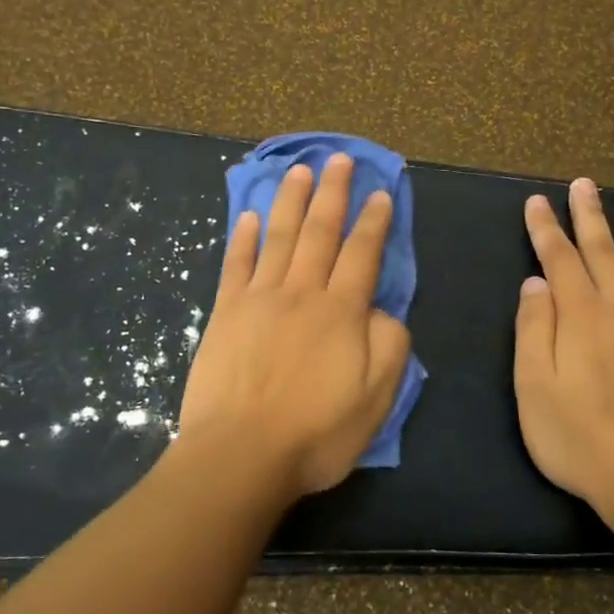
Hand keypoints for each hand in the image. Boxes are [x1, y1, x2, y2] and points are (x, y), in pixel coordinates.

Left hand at [177, 154, 412, 499]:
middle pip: (320, 232)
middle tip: (340, 158)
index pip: (363, 254)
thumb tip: (380, 311)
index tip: (380, 192)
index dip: (374, 221)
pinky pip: (236, 265)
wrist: (241, 455)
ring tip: (300, 169)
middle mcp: (302, 293)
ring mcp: (259, 299)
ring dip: (291, 201)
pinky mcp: (225, 313)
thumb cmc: (316, 433)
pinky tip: (248, 216)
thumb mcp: (377, 398)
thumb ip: (389, 345)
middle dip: (333, 193)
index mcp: (342, 312)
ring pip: (280, 237)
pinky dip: (242, 238)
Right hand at [514, 178, 613, 522]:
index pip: (559, 260)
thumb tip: (536, 282)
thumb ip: (533, 328)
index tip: (538, 201)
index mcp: (580, 317)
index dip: (546, 229)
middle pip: (604, 252)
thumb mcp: (532, 387)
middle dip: (591, 216)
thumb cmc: (577, 438)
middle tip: (585, 184)